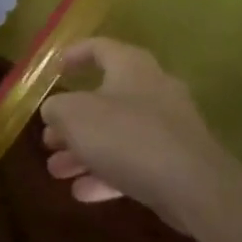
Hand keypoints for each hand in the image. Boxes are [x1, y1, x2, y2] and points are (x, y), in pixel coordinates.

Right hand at [40, 37, 229, 232]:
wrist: (193, 187)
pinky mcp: (176, 162)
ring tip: (56, 170)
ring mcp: (168, 128)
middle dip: (72, 121)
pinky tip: (82, 193)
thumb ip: (57, 108)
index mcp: (131, 66)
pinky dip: (107, 173)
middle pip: (104, 99)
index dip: (74, 55)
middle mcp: (152, 89)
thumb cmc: (126, 135)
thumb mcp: (74, 116)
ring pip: (117, 134)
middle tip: (49, 138)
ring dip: (84, 151)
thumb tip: (55, 110)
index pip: (99, 48)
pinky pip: (134, 162)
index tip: (54, 70)